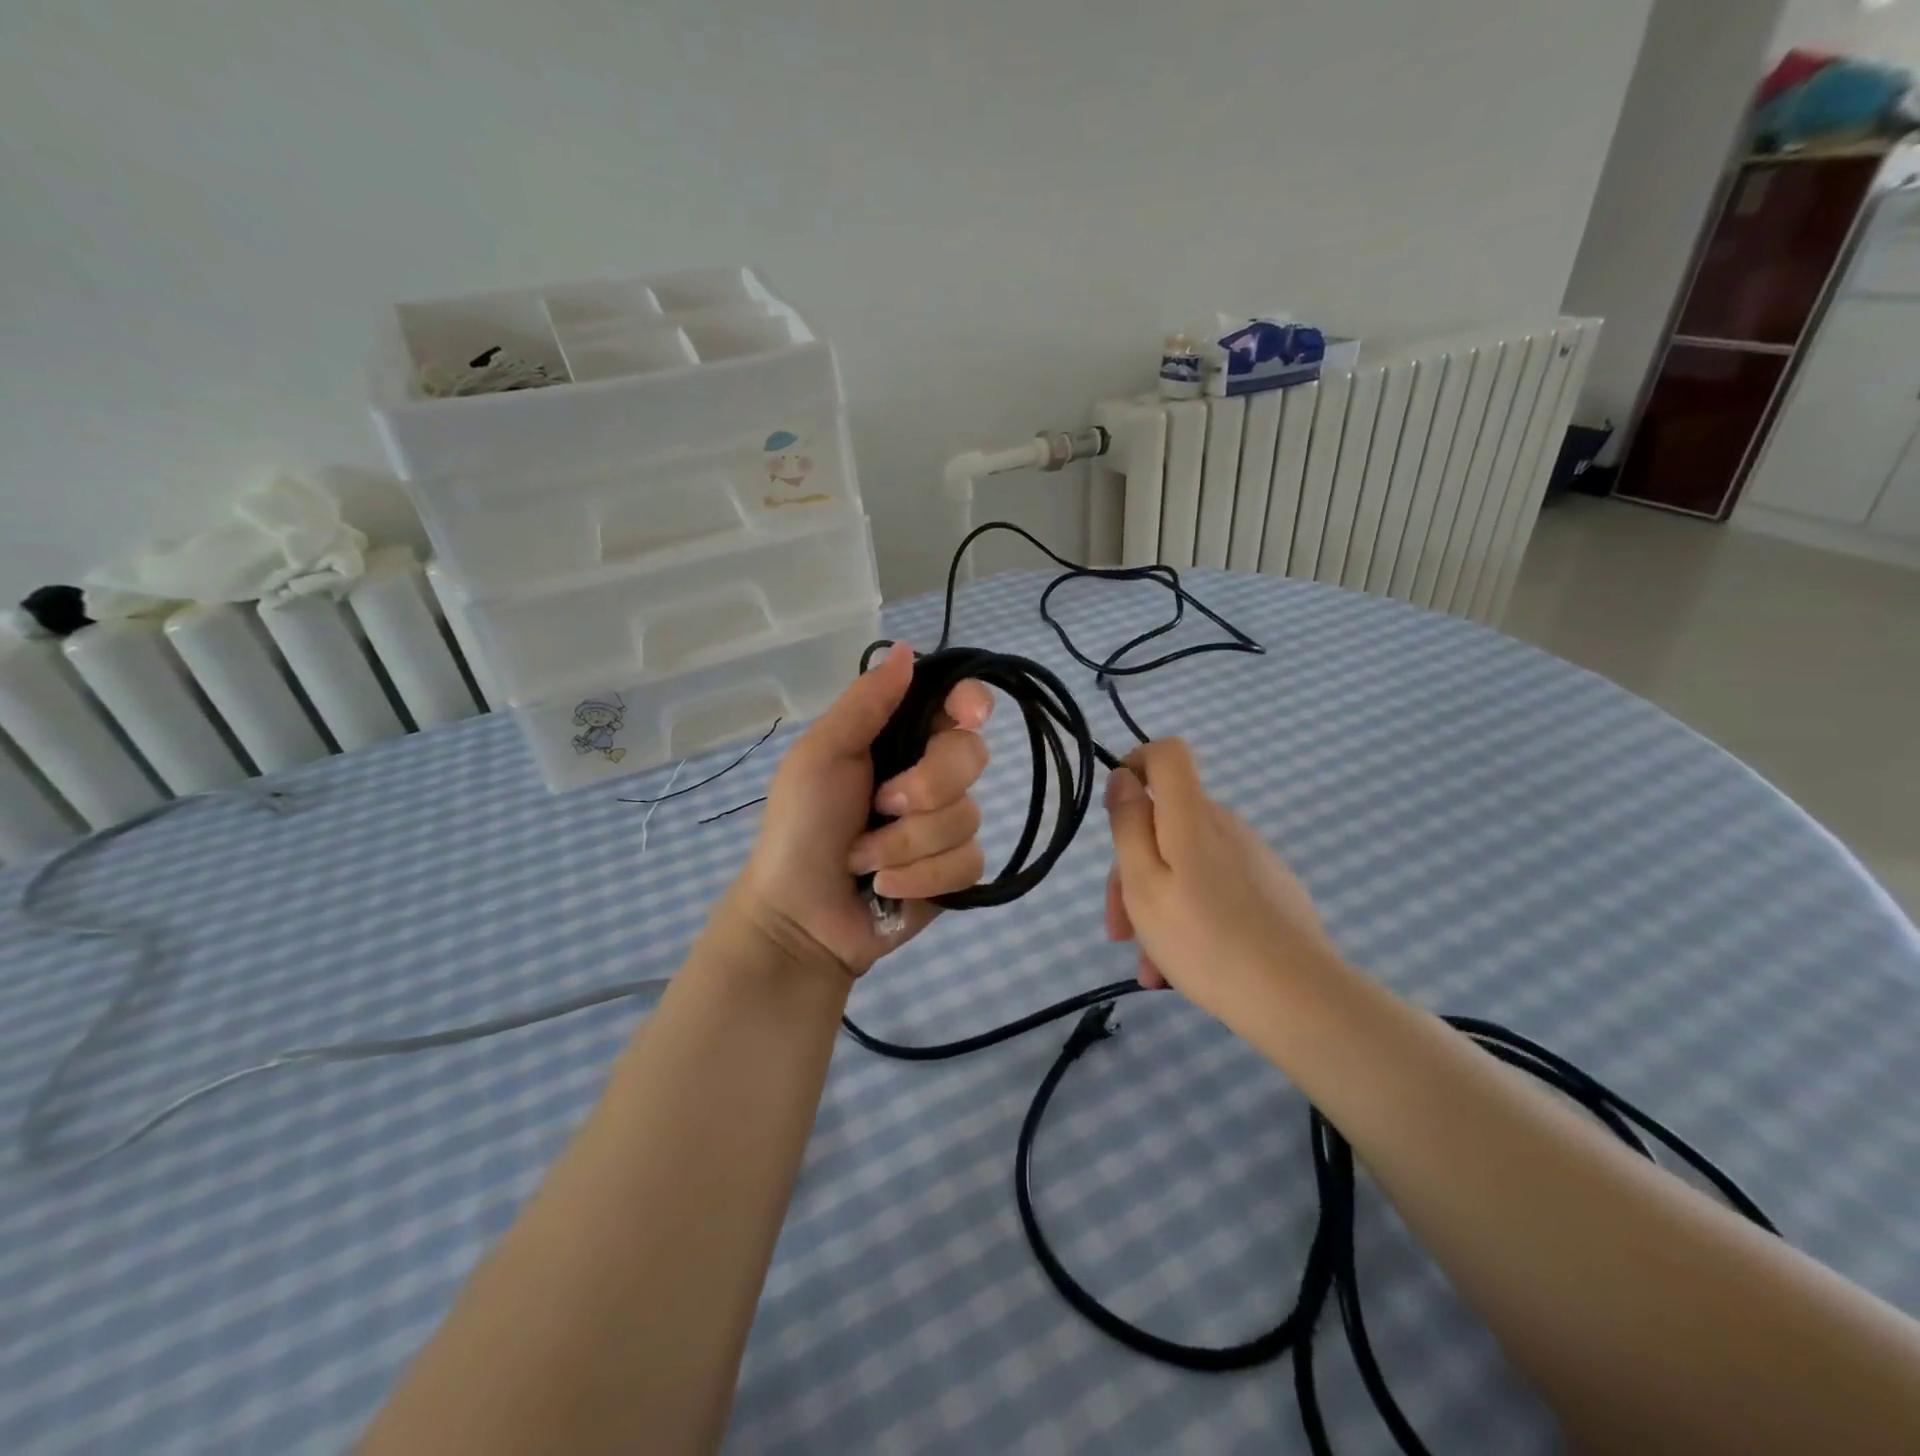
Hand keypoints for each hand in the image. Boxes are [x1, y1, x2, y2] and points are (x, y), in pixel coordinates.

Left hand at [730, 643, 992, 977]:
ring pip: (967, 815)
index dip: (972, 703)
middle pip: (972, 756)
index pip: (955, 704)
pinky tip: (887, 887)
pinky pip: (968, 862)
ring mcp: (944, 825)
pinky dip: (921, 877)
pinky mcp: (954, 872)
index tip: (969, 716)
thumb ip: (866, 703)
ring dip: (907, 843)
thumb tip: (906, 649)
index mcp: (897, 739)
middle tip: (881, 804)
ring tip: (863, 860)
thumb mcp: (821, 755)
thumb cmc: (800, 827)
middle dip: (925, 786)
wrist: (798, 917)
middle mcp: (928, 775)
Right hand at [1103, 738, 1336, 1021]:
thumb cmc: (1203, 938)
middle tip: (1119, 929)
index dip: (1136, 764)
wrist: (1299, 999)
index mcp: (1192, 815)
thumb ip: (1129, 825)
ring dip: (1156, 906)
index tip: (1116, 811)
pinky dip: (1189, 917)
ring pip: (1185, 865)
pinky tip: (1180, 969)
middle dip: (1132, 869)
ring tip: (1150, 966)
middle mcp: (1226, 826)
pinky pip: (1214, 889)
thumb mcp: (1143, 883)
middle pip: (1167, 822)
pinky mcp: (1270, 891)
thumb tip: (1124, 778)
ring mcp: (1252, 859)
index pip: (1167, 753)